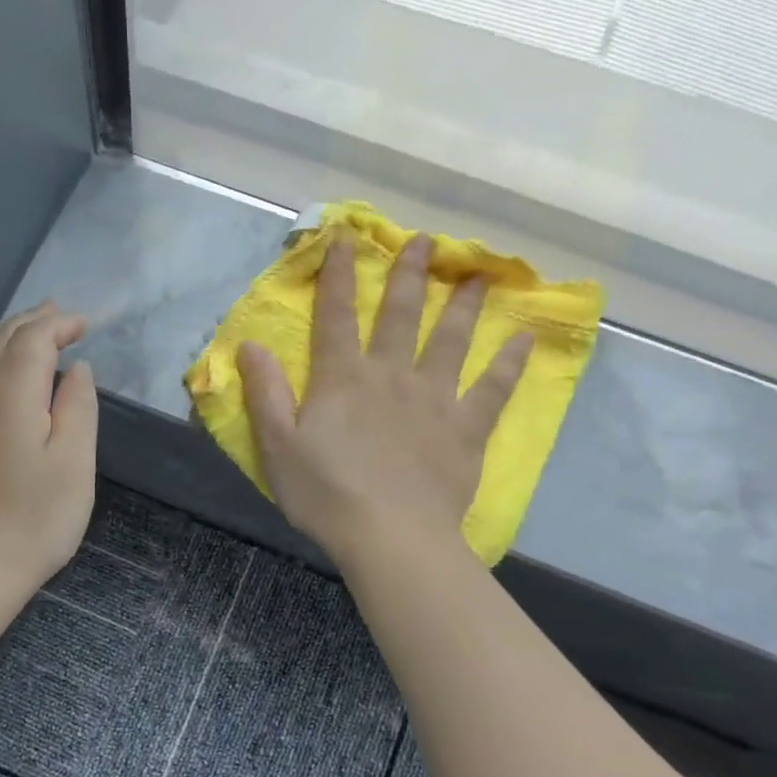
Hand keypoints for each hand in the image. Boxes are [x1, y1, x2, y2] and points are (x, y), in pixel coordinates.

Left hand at [0, 302, 97, 589]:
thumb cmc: (34, 518)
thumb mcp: (74, 462)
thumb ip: (78, 406)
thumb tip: (76, 369)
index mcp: (10, 390)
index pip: (34, 338)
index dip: (60, 324)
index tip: (86, 324)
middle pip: (3, 338)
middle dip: (34, 322)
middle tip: (63, 316)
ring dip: (12, 338)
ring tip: (38, 333)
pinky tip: (6, 375)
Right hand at [236, 236, 531, 567]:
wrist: (390, 536)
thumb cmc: (325, 493)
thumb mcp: (277, 446)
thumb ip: (265, 393)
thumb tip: (250, 345)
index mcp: (343, 379)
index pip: (336, 316)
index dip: (339, 277)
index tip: (346, 239)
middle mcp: (391, 375)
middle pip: (400, 315)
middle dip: (409, 275)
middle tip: (425, 241)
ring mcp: (434, 399)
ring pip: (451, 340)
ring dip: (463, 305)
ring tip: (479, 275)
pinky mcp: (466, 428)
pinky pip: (493, 389)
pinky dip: (510, 363)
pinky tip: (526, 339)